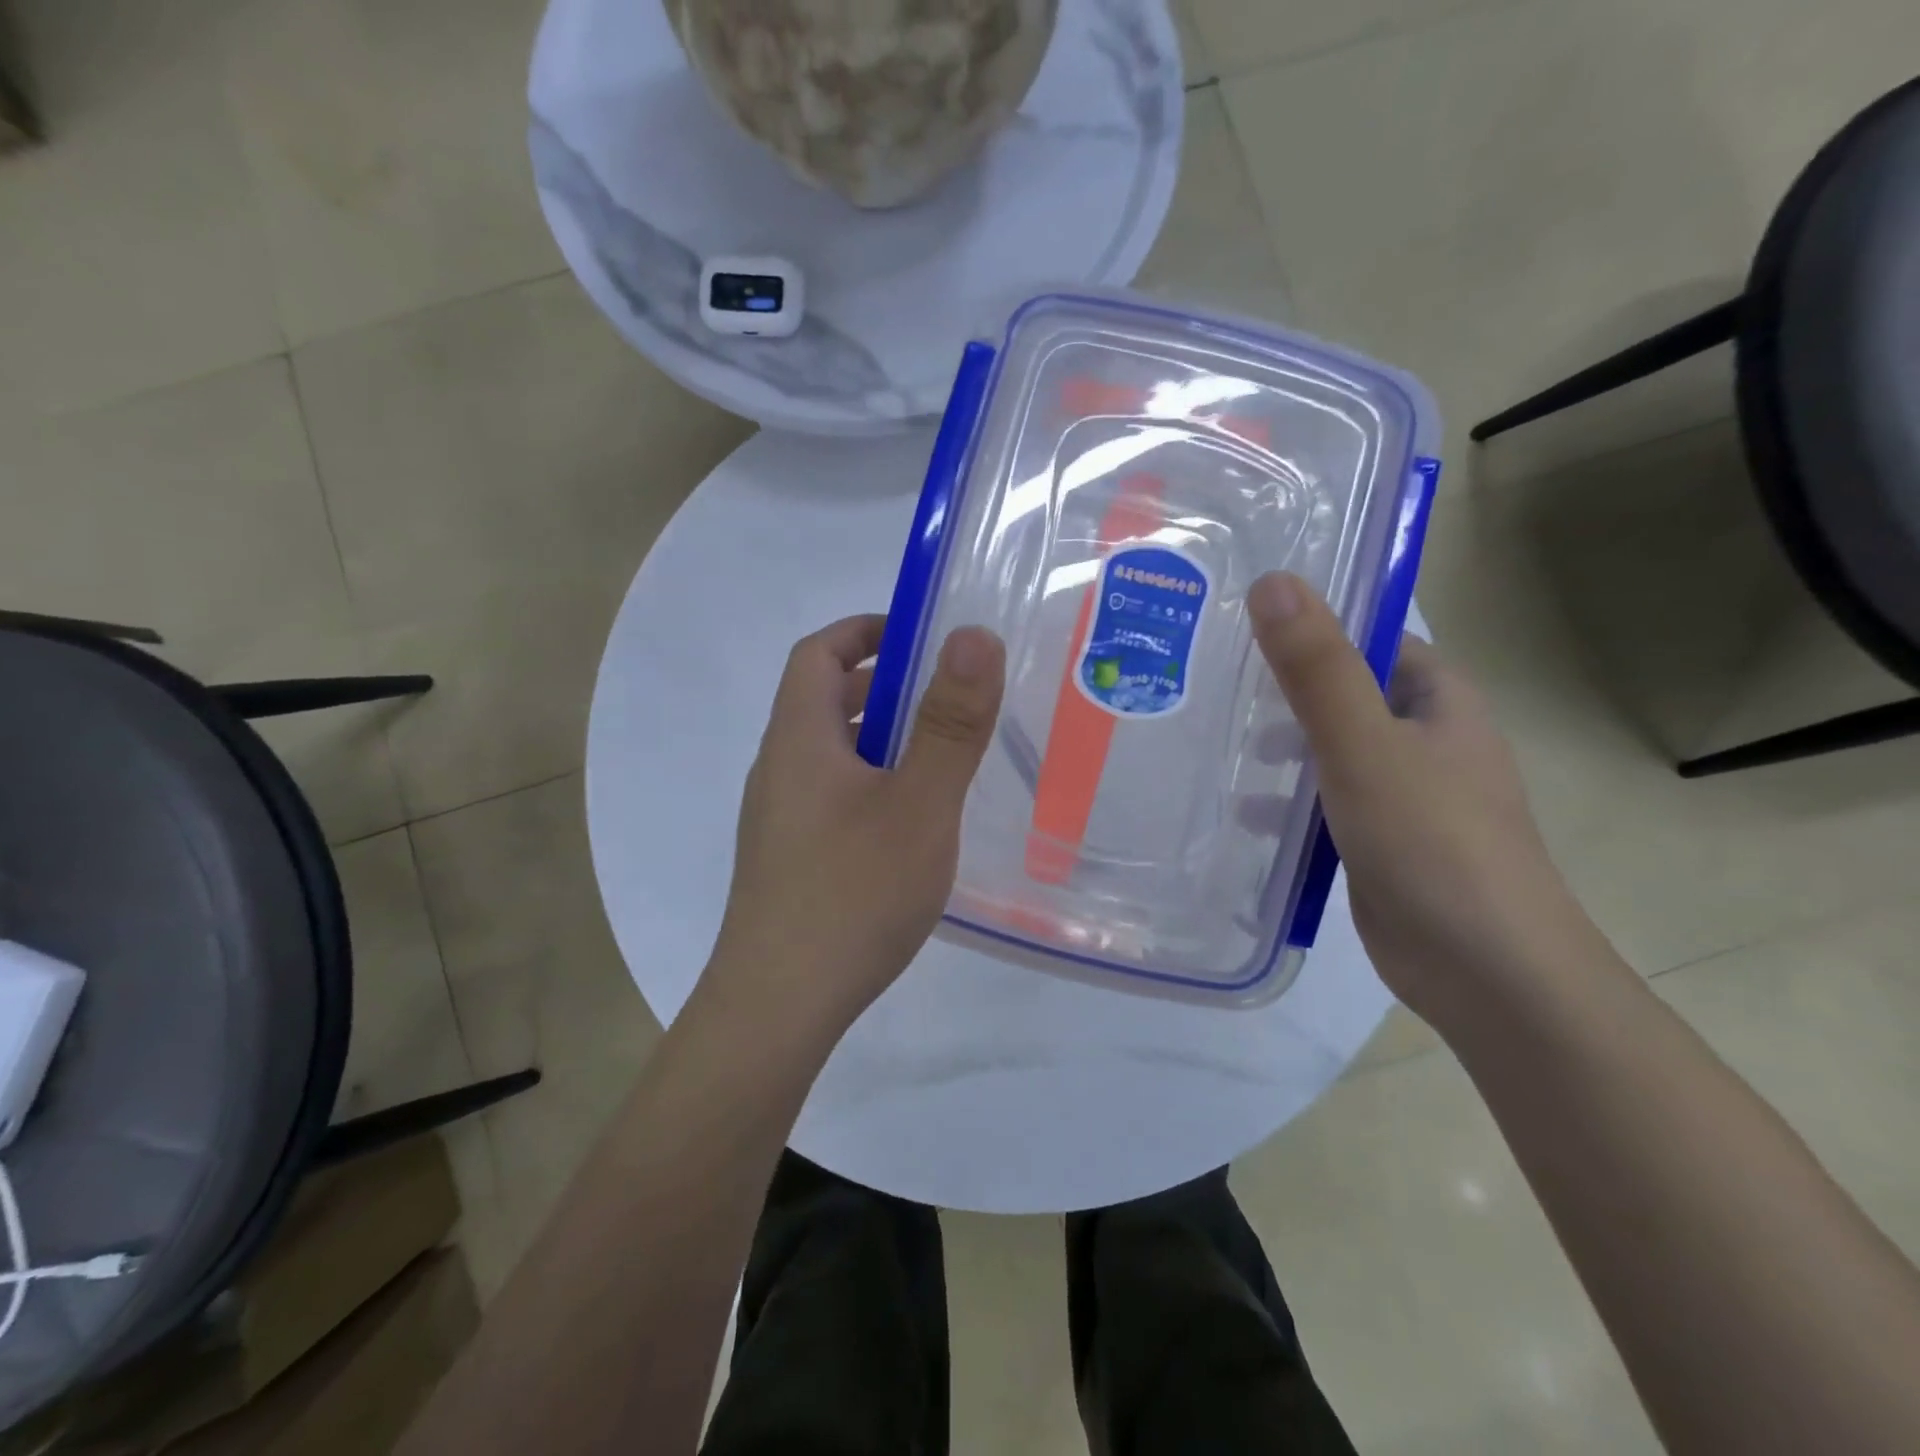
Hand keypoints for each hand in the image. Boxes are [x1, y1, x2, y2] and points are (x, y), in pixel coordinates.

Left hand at [706, 614, 1005, 1045]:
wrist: (778, 1009)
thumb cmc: (852, 894)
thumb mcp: (918, 803)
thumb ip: (949, 722)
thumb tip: (972, 635)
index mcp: (799, 739)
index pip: (817, 652)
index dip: (865, 630)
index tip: (921, 636)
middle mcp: (779, 769)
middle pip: (823, 701)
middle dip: (884, 687)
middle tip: (947, 701)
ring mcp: (779, 819)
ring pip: (831, 754)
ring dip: (881, 740)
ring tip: (941, 762)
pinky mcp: (789, 860)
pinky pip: (833, 796)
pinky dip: (873, 785)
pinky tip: (911, 827)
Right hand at [1247, 573, 1596, 1026]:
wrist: (1487, 971)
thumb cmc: (1433, 842)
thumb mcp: (1364, 745)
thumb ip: (1317, 668)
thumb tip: (1273, 581)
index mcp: (1438, 701)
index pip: (1372, 639)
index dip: (1315, 625)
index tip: (1243, 623)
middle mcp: (1425, 739)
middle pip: (1344, 693)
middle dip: (1283, 688)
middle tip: (1211, 680)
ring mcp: (1404, 794)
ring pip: (1330, 750)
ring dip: (1279, 747)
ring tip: (1214, 743)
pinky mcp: (1380, 841)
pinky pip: (1325, 802)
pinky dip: (1286, 800)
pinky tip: (1241, 812)